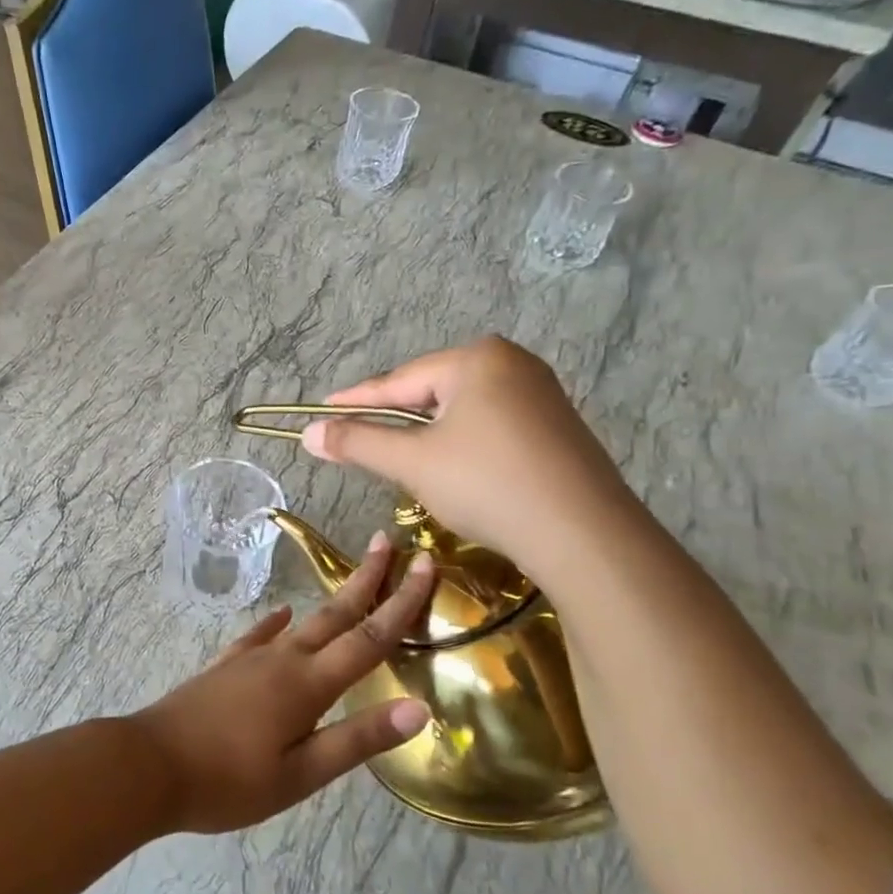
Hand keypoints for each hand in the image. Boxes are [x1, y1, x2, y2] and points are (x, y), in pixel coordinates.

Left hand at [130, 536, 435, 833]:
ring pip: (303, 620)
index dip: (402, 602)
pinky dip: (277, 623)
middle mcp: (283, 659)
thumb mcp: (301, 773)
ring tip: (351, 577)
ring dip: (332, 598)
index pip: (369, 638)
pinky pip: (260, 635)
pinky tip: (282, 617)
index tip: (427, 565)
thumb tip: (418, 708)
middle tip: (390, 541)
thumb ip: (357, 739)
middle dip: (367, 578)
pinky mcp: (225, 667)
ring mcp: (250, 658)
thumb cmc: (229, 780)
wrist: (150, 765)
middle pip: (336, 613)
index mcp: (308, 684)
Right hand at [300, 338, 638, 580]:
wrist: (583, 534)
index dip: (355, 401)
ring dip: (427, 436)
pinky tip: (454, 470)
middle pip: (431, 392)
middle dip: (394, 420)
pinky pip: (490, 426)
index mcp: (477, 359)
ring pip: (461, 412)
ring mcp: (540, 394)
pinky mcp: (555, 427)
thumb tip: (308, 434)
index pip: (398, 381)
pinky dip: (461, 445)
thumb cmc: (488, 484)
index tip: (320, 411)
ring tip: (400, 460)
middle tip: (358, 441)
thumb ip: (358, 442)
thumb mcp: (413, 462)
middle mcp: (512, 363)